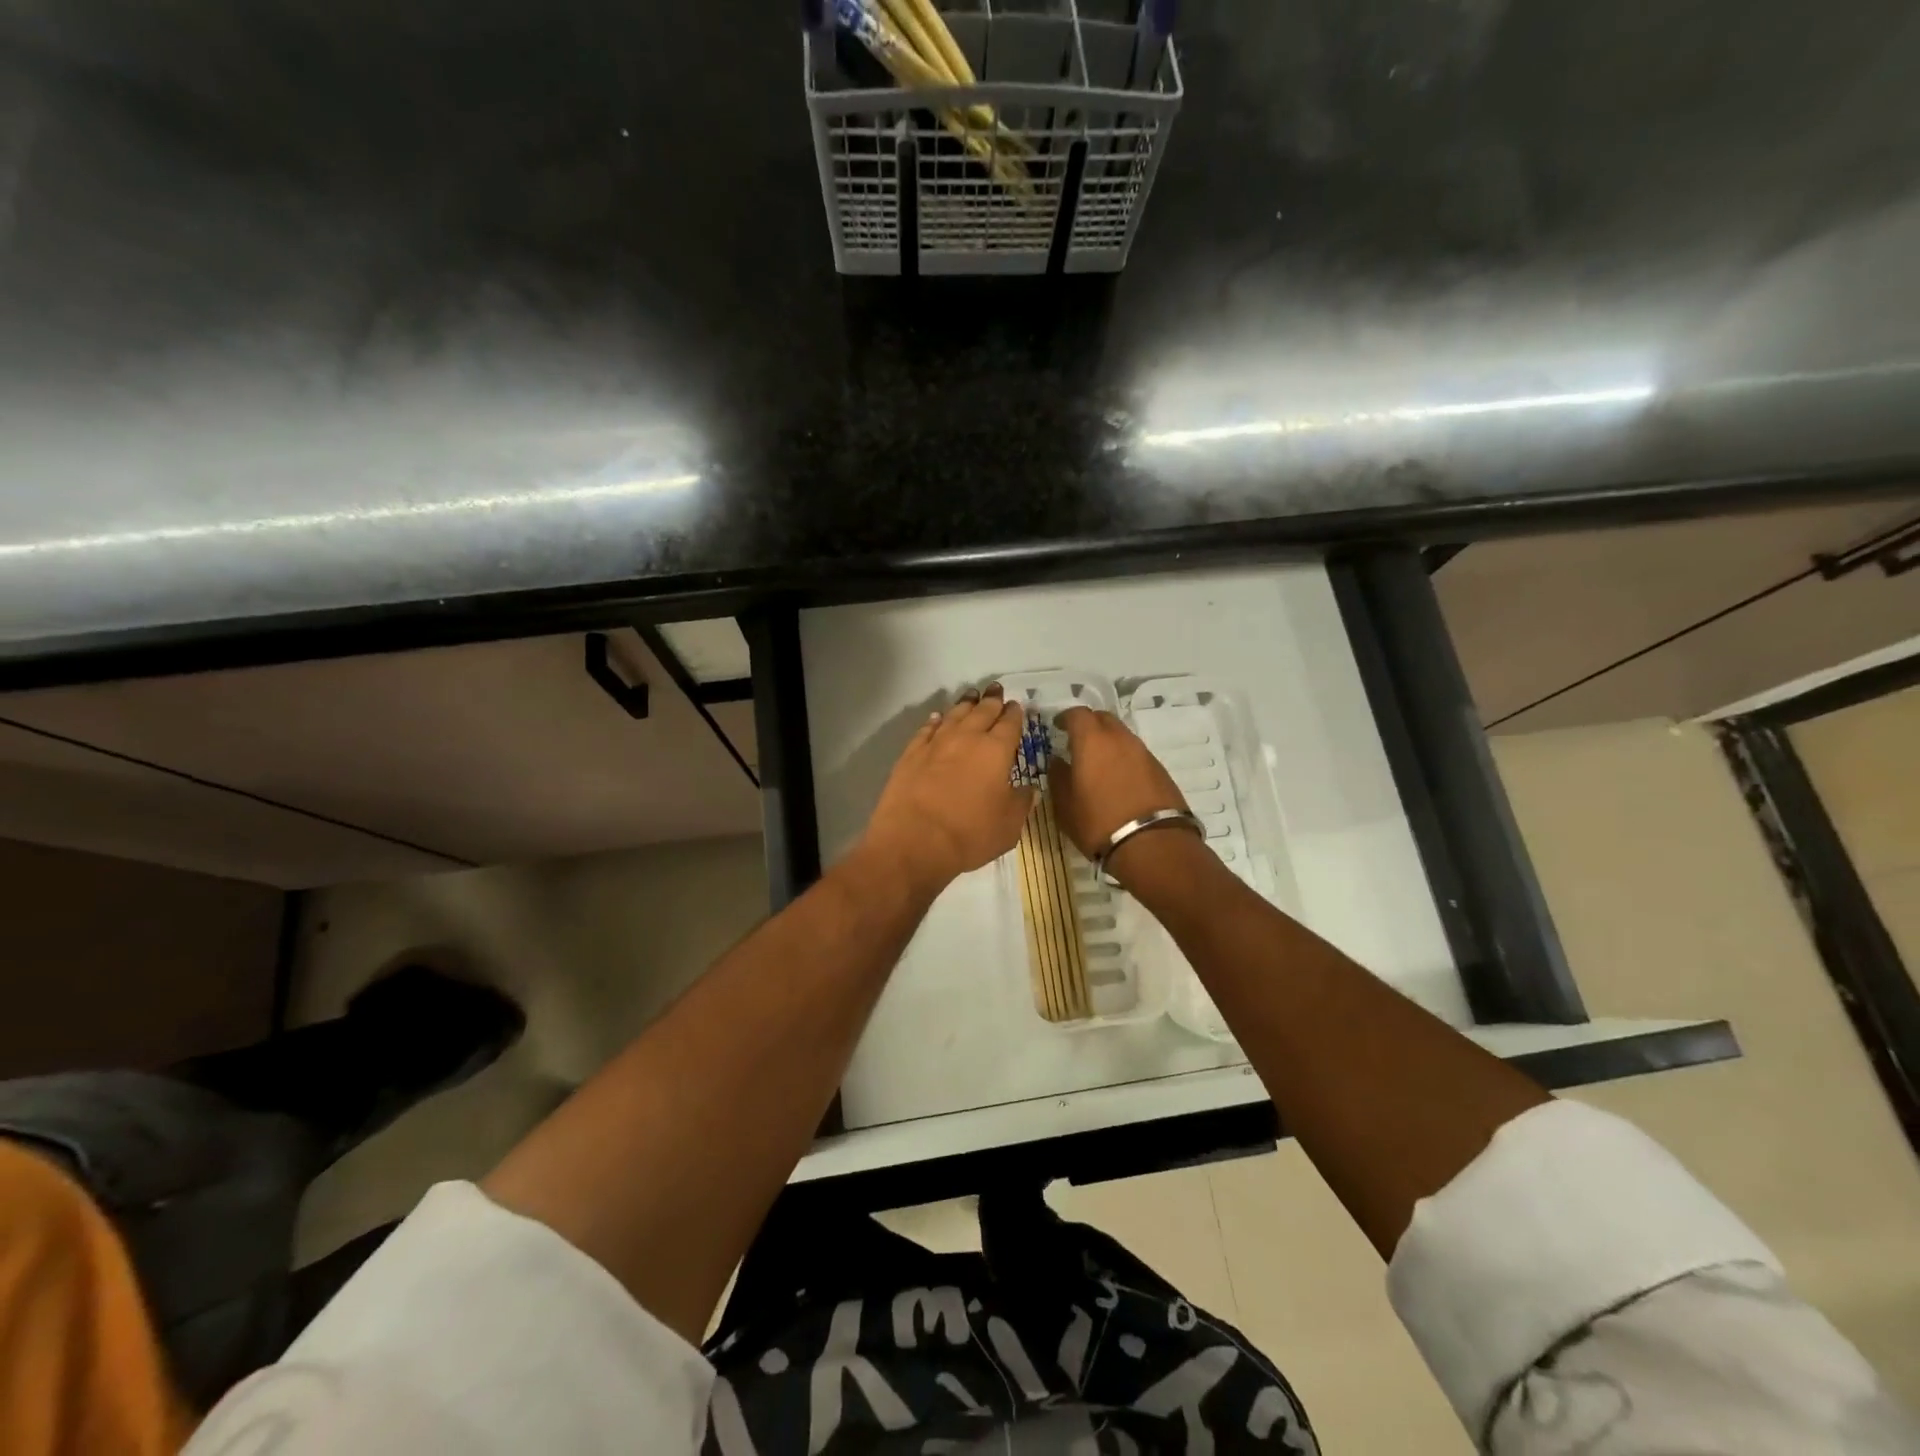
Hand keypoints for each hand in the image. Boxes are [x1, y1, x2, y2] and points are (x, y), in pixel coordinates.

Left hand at [859, 684, 1035, 896]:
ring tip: (971, 695)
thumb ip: (1021, 803)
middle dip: (992, 699)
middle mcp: (967, 738)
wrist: (914, 841)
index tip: (1017, 706)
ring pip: (954, 715)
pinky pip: (926, 729)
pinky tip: (937, 718)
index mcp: (996, 751)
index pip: (1010, 723)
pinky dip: (935, 720)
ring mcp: (936, 743)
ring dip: (965, 704)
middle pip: (982, 711)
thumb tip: (1029, 789)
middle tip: (996, 689)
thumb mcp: (1008, 826)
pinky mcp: (911, 753)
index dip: (1015, 714)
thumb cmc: (969, 835)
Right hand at [1050, 707, 1190, 876]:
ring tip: (1097, 763)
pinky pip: (1135, 754)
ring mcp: (1143, 753)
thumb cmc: (1098, 822)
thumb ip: (1058, 777)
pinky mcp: (1160, 769)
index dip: (1065, 717)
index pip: (1077, 714)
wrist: (1153, 844)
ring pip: (1122, 736)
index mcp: (1092, 740)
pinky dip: (1123, 758)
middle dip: (1088, 725)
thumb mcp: (1065, 805)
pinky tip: (1118, 779)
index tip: (1057, 726)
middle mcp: (1120, 738)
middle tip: (1077, 741)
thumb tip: (1058, 761)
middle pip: (1103, 718)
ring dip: (1108, 742)